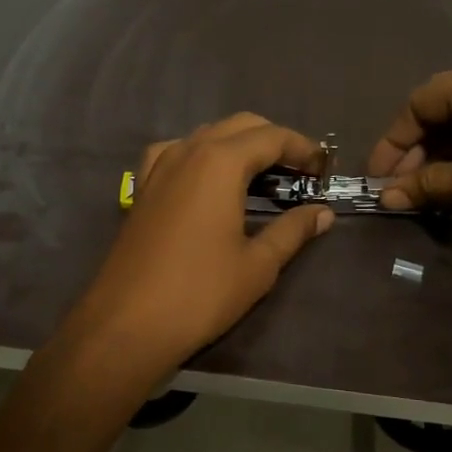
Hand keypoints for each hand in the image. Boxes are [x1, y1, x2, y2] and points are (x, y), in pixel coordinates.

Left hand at [64, 114, 332, 387]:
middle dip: (275, 141)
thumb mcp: (258, 264)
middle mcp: (188, 151)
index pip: (272, 137)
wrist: (127, 324)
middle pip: (241, 126)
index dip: (303, 148)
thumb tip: (323, 213)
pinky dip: (201, 155)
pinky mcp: (142, 187)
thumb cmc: (200, 293)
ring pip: (207, 134)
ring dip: (239, 145)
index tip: (324, 168)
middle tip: (300, 173)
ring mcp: (159, 166)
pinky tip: (207, 180)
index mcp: (221, 162)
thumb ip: (293, 230)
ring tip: (262, 176)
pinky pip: (176, 152)